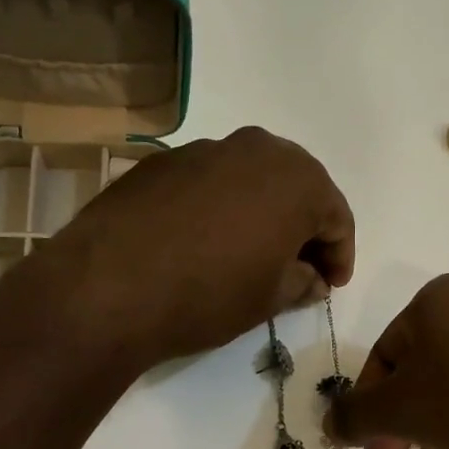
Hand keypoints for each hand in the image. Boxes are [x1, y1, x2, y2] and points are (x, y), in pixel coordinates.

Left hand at [51, 127, 354, 365]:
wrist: (108, 286)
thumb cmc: (208, 295)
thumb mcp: (268, 299)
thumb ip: (301, 281)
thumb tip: (311, 278)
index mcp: (297, 180)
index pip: (336, 216)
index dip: (340, 254)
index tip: (332, 285)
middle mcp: (256, 149)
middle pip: (296, 187)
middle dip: (303, 226)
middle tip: (299, 266)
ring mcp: (204, 149)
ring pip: (251, 179)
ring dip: (261, 211)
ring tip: (251, 252)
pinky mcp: (162, 160)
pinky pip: (209, 181)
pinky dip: (220, 206)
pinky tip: (203, 240)